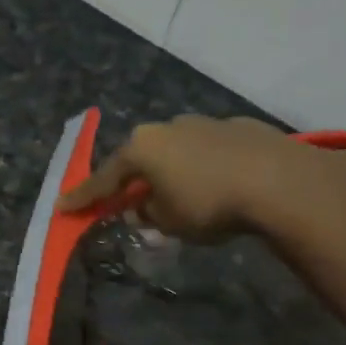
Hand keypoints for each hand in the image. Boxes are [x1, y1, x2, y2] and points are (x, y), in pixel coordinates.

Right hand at [57, 115, 345, 243]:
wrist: (282, 183)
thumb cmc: (209, 203)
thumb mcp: (167, 221)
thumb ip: (147, 214)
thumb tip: (141, 208)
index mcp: (142, 147)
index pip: (103, 178)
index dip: (83, 197)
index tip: (63, 208)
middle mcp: (169, 127)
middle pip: (140, 157)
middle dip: (132, 180)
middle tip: (126, 201)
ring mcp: (206, 123)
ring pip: (176, 151)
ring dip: (170, 171)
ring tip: (178, 195)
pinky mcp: (241, 128)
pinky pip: (208, 151)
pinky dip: (203, 167)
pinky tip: (216, 185)